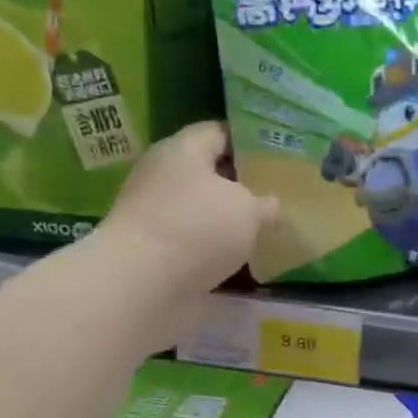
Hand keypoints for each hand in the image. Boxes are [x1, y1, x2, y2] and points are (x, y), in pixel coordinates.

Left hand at [90, 122, 277, 338]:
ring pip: (199, 206)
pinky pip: (190, 236)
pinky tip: (236, 254)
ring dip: (225, 216)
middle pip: (207, 170)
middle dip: (240, 181)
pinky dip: (210, 243)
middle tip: (275, 192)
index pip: (219, 132)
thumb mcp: (249, 211)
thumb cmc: (198, 229)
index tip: (277, 154)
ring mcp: (153, 211)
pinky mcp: (151, 246)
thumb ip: (265, 204)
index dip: (249, 140)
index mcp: (183, 149)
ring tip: (262, 226)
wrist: (141, 285)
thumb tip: (271, 205)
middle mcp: (163, 174)